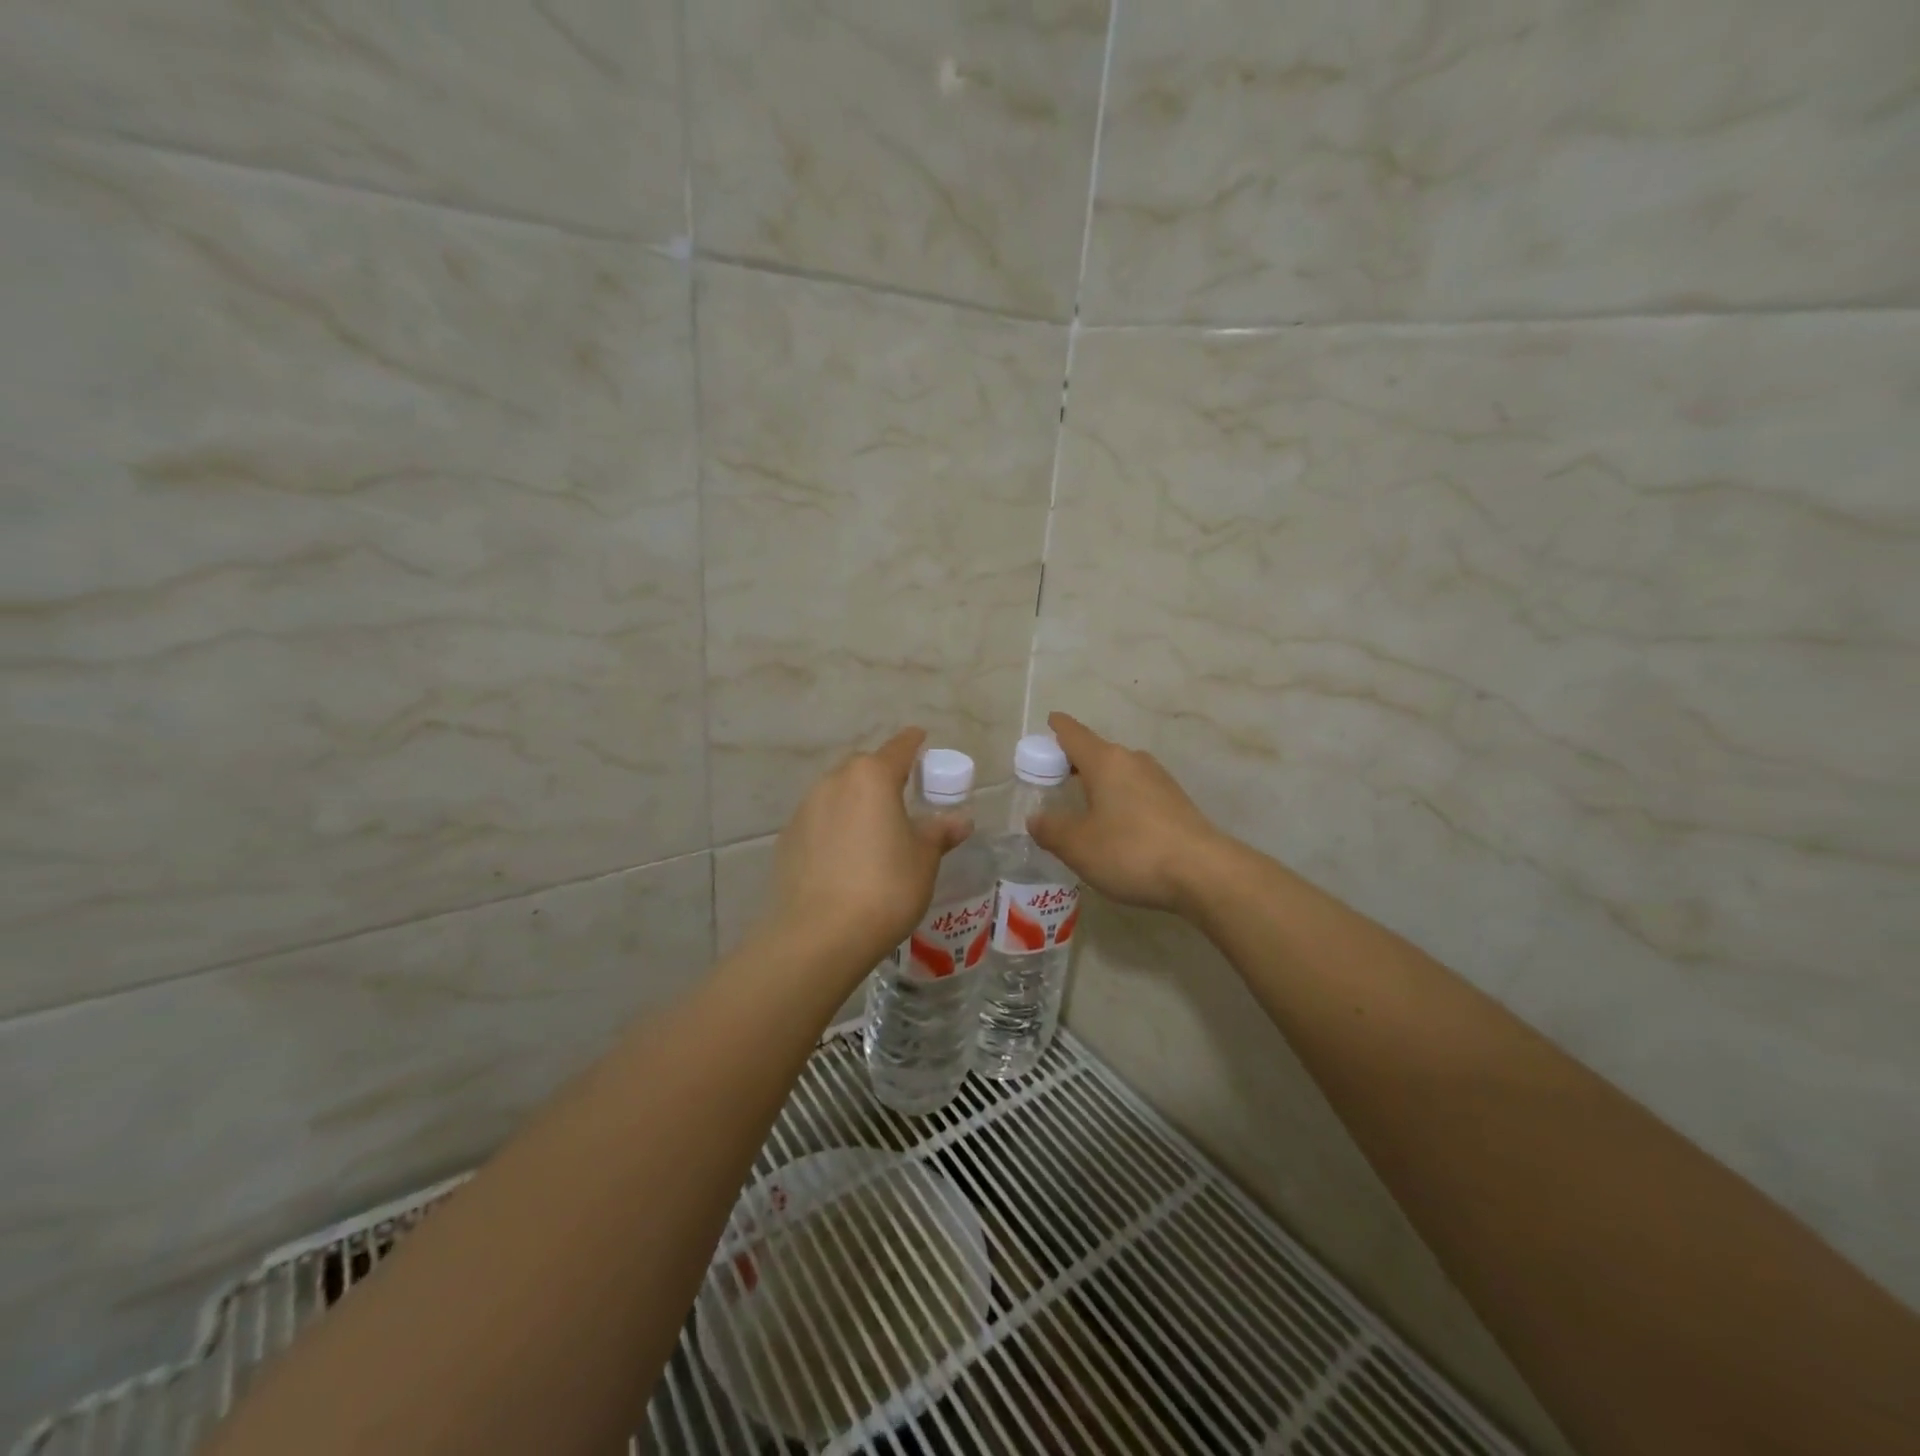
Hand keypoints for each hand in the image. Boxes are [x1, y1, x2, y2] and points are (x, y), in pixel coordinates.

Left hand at [762, 728, 968, 966]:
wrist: (818, 935)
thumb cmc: (885, 888)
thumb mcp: (923, 860)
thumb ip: (939, 833)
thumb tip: (960, 820)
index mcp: (872, 777)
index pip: (899, 747)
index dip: (913, 743)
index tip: (921, 739)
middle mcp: (835, 781)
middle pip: (864, 768)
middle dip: (883, 776)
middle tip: (903, 798)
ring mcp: (806, 809)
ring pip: (838, 793)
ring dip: (857, 803)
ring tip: (874, 833)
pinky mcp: (788, 837)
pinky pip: (820, 820)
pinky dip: (835, 827)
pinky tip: (845, 858)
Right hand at [1028, 712, 1229, 914]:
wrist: (1204, 873)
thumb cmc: (1131, 851)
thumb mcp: (1078, 846)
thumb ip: (1051, 830)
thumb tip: (1036, 819)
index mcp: (1105, 761)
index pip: (1074, 734)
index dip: (1058, 728)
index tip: (1049, 722)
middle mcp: (1133, 761)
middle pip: (1097, 752)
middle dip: (1075, 761)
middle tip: (1054, 779)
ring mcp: (1160, 780)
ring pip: (1120, 772)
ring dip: (1100, 783)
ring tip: (1083, 805)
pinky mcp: (1176, 803)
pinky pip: (1138, 791)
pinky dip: (1120, 799)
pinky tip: (1116, 826)